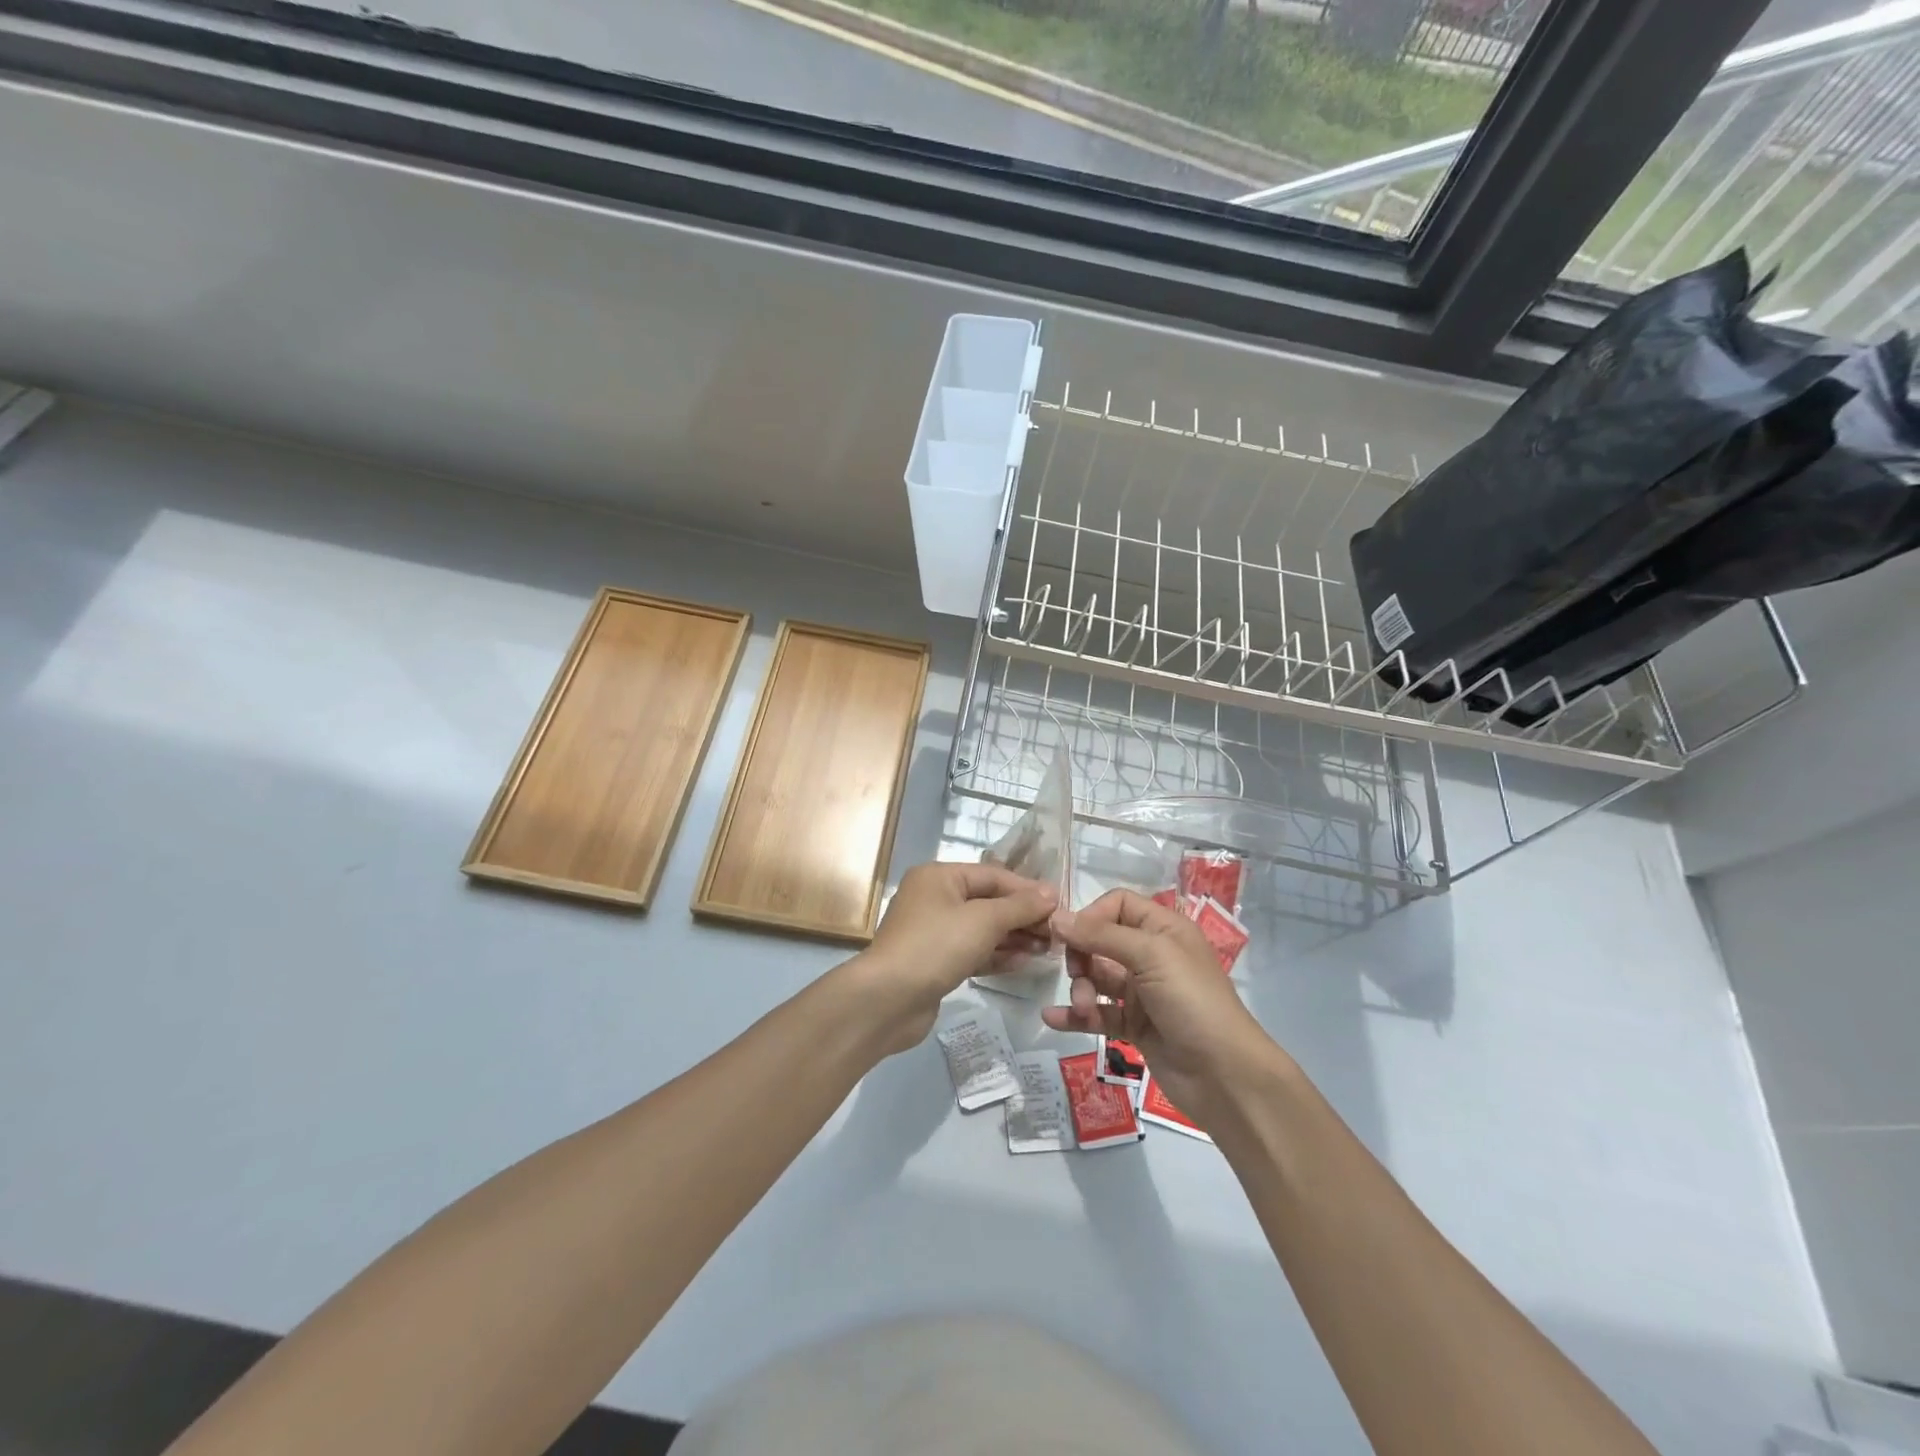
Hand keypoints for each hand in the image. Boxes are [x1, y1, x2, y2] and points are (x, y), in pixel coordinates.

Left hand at [848, 862, 1057, 1054]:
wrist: (887, 1000)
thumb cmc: (936, 946)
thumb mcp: (983, 921)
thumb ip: (1019, 906)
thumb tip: (1051, 892)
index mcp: (940, 877)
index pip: (993, 876)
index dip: (1027, 889)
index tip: (1060, 905)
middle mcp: (935, 898)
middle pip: (988, 902)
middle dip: (1023, 916)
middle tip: (1058, 933)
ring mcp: (933, 932)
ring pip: (982, 929)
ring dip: (1014, 937)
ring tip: (1049, 949)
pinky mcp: (936, 962)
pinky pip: (973, 951)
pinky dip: (997, 955)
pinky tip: (1024, 962)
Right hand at [1041, 889, 1278, 1125]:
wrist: (1225, 1076)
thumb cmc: (1192, 1001)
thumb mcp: (1151, 956)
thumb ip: (1101, 935)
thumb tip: (1055, 917)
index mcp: (1163, 929)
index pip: (1118, 904)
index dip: (1092, 915)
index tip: (1071, 935)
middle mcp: (1152, 955)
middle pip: (1101, 941)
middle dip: (1082, 956)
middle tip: (1076, 974)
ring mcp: (1143, 992)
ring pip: (1097, 978)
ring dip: (1081, 989)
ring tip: (1083, 1007)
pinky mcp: (1135, 1026)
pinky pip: (1099, 1013)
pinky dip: (1076, 1015)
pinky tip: (1053, 1019)